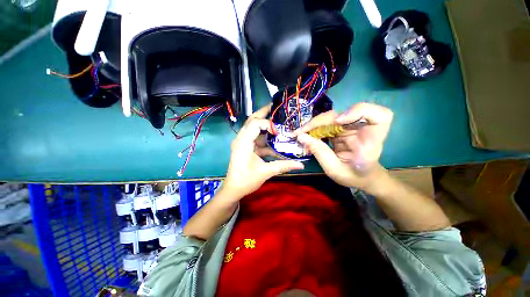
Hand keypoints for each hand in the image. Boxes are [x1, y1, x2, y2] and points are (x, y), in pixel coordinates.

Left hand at [222, 105, 304, 198]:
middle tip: (275, 107)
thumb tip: (301, 165)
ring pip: (253, 128)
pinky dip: (265, 138)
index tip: (279, 131)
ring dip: (265, 125)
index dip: (267, 124)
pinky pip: (256, 138)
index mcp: (243, 143)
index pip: (254, 124)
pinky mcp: (246, 147)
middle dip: (263, 113)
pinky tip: (275, 140)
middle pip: (251, 121)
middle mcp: (241, 139)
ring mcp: (243, 143)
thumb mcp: (265, 172)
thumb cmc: (246, 181)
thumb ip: (283, 166)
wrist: (233, 189)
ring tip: (277, 120)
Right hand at [295, 103, 392, 188]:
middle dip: (319, 121)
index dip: (358, 112)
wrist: (362, 177)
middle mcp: (363, 129)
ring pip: (332, 117)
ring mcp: (352, 127)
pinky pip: (327, 123)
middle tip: (301, 132)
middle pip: (343, 113)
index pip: (380, 115)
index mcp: (371, 140)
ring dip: (314, 124)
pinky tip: (307, 135)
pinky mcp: (343, 128)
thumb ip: (319, 152)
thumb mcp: (334, 170)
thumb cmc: (354, 176)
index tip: (338, 122)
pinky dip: (315, 128)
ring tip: (301, 134)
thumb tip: (301, 136)